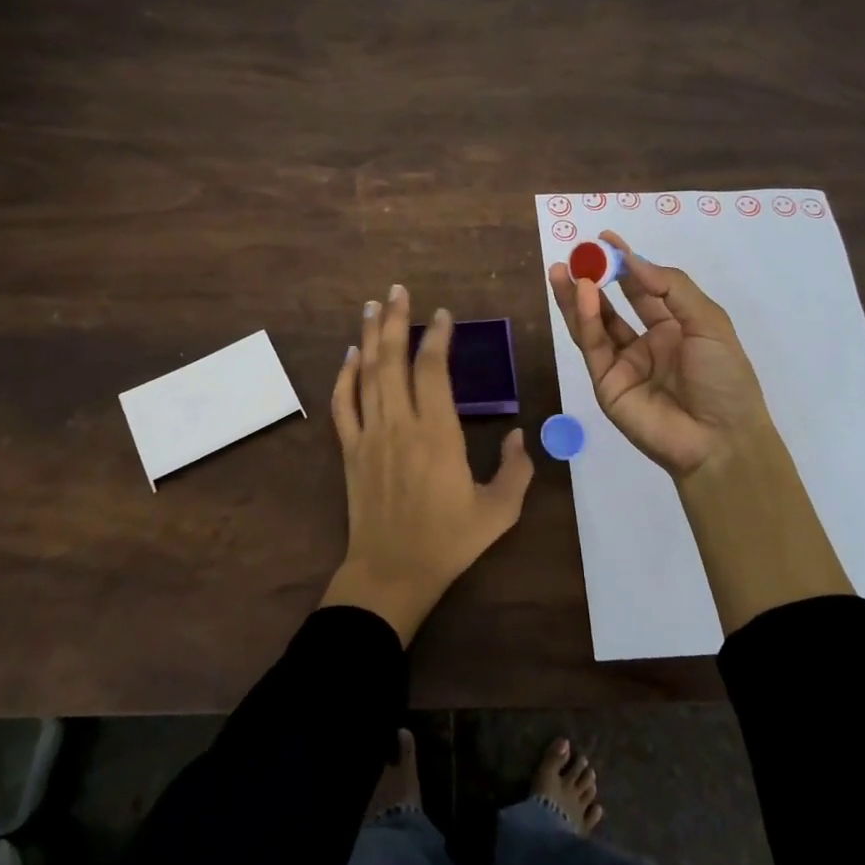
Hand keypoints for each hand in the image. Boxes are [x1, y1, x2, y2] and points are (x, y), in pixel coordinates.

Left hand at [321, 284, 534, 644]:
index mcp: (437, 434)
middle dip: (395, 320)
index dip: (436, 337)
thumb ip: (516, 469)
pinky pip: (343, 404)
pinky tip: (350, 355)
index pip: (432, 370)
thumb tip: (521, 434)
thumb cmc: (448, 541)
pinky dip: (344, 376)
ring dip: (369, 337)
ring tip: (373, 306)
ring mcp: (369, 435)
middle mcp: (400, 424)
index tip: (441, 314)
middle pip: (392, 360)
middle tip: (397, 290)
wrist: (391, 573)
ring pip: (366, 374)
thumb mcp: (499, 511)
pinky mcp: (350, 450)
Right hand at [547, 231, 770, 478]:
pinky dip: (586, 319)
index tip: (605, 238)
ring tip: (563, 270)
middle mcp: (646, 343)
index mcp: (674, 327)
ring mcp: (623, 364)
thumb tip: (633, 260)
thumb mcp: (708, 322)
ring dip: (578, 297)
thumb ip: (670, 287)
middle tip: (576, 253)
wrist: (720, 440)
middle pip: (612, 305)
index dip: (625, 264)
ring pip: (594, 324)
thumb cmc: (724, 378)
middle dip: (593, 278)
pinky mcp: (606, 383)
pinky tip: (583, 294)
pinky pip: (593, 345)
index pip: (643, 289)